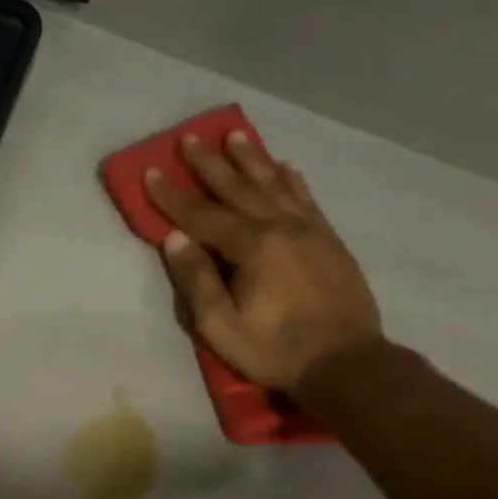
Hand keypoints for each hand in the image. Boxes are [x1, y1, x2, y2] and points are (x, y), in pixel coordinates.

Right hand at [148, 129, 382, 392]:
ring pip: (274, 185)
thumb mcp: (221, 326)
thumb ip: (197, 281)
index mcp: (252, 247)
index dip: (173, 195)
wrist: (346, 362)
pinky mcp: (329, 240)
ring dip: (251, 160)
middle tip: (190, 137)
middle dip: (211, 164)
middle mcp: (281, 227)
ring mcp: (310, 230)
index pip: (202, 215)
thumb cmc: (274, 350)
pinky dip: (291, 179)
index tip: (151, 171)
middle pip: (239, 188)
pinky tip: (284, 166)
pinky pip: (306, 198)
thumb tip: (175, 239)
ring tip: (235, 136)